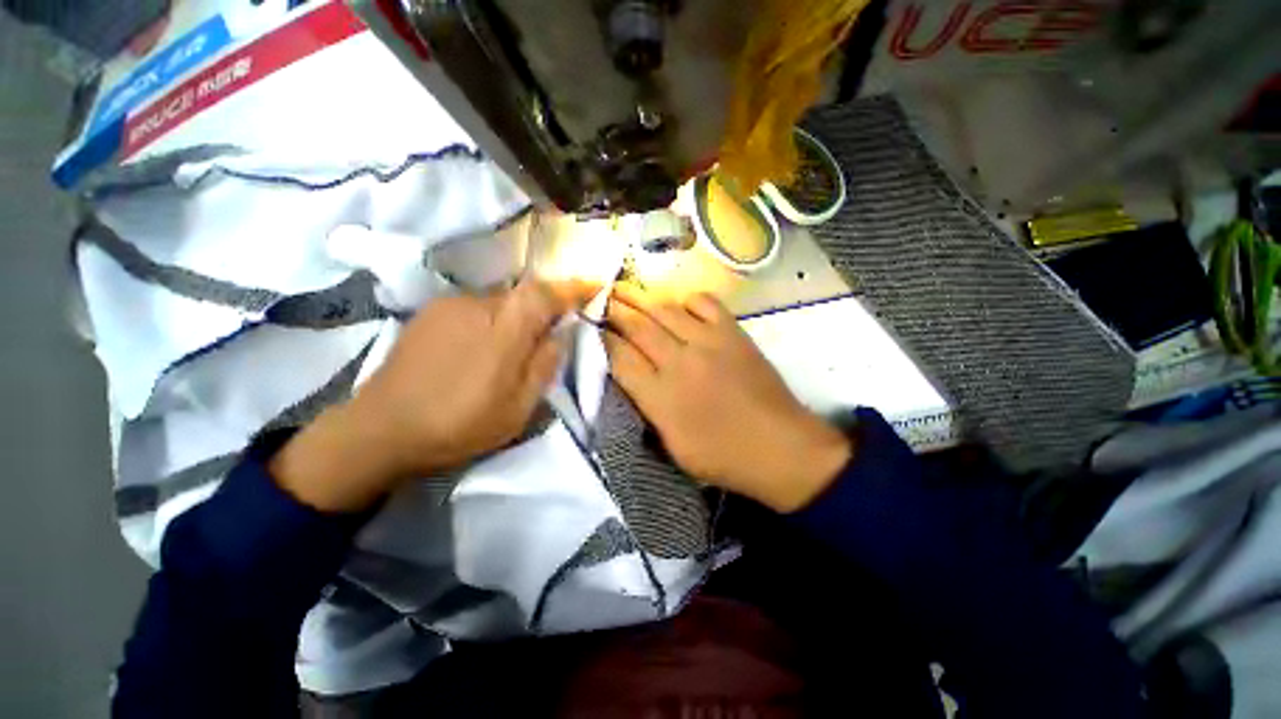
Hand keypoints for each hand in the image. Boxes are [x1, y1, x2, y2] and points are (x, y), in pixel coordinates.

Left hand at [271, 278, 588, 511]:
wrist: (380, 430)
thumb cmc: (459, 425)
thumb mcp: (518, 408)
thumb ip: (545, 365)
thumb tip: (560, 333)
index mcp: (503, 330)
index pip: (545, 294)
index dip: (573, 287)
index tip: (594, 284)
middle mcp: (476, 305)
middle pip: (523, 294)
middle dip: (543, 308)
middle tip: (550, 335)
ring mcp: (448, 305)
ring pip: (499, 300)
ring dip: (516, 317)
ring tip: (511, 350)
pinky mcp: (428, 313)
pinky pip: (476, 306)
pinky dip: (491, 319)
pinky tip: (480, 348)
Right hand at [604, 287, 851, 511]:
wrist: (781, 448)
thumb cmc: (723, 457)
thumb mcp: (673, 446)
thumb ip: (649, 409)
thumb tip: (633, 378)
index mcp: (661, 397)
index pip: (620, 359)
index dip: (604, 341)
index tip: (595, 330)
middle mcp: (679, 362)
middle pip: (638, 327)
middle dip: (616, 312)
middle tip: (604, 300)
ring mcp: (708, 343)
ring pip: (666, 310)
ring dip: (643, 300)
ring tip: (628, 291)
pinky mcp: (733, 333)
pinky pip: (705, 303)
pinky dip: (689, 300)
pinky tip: (682, 306)